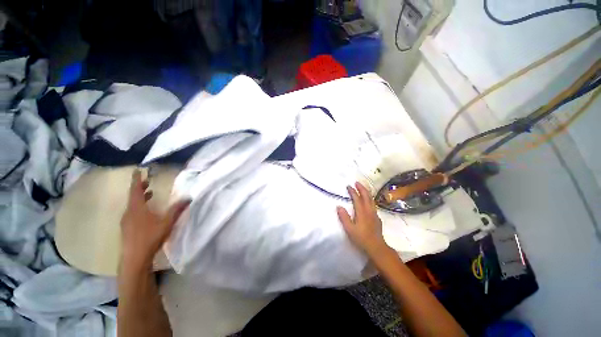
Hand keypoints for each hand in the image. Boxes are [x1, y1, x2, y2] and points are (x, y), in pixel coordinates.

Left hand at [120, 170, 189, 269]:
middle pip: (133, 196)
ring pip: (132, 205)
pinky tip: (146, 212)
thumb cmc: (150, 236)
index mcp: (137, 208)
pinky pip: (132, 212)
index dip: (137, 179)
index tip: (137, 170)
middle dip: (139, 188)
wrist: (135, 257)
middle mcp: (129, 212)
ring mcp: (126, 221)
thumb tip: (188, 197)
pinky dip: (139, 206)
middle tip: (147, 182)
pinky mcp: (127, 228)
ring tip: (149, 194)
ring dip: (140, 198)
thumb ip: (177, 209)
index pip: (135, 189)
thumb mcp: (167, 222)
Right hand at [337, 182, 390, 257]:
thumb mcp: (349, 229)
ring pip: (371, 199)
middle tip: (357, 182)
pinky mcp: (377, 217)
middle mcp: (369, 210)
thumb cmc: (361, 238)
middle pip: (366, 196)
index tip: (348, 186)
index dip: (353, 191)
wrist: (376, 247)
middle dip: (361, 188)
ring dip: (366, 192)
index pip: (357, 198)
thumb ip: (344, 217)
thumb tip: (339, 206)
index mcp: (362, 212)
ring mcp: (374, 214)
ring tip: (362, 188)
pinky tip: (368, 201)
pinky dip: (369, 199)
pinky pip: (373, 204)